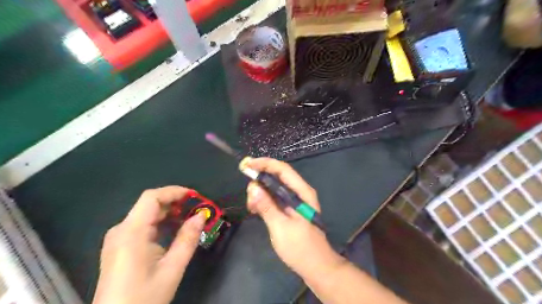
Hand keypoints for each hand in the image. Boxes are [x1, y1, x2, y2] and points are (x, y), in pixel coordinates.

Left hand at [91, 185, 206, 303]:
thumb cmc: (144, 297)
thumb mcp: (172, 268)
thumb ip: (187, 239)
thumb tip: (201, 216)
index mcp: (131, 232)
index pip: (152, 197)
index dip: (174, 191)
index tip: (195, 196)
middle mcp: (121, 230)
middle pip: (149, 204)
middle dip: (175, 202)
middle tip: (196, 209)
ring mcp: (118, 238)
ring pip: (146, 214)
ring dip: (169, 213)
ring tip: (189, 219)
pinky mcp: (119, 246)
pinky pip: (142, 225)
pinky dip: (160, 223)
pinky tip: (173, 231)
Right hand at [243, 158, 344, 278]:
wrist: (316, 266)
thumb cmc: (301, 247)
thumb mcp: (281, 226)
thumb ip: (267, 206)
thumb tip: (252, 187)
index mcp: (302, 192)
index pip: (282, 169)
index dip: (264, 163)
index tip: (247, 164)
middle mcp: (299, 192)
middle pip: (277, 177)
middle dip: (260, 181)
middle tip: (248, 195)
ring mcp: (295, 201)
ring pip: (274, 188)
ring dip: (260, 193)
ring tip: (251, 207)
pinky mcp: (290, 210)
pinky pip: (274, 199)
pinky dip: (264, 201)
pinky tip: (256, 210)